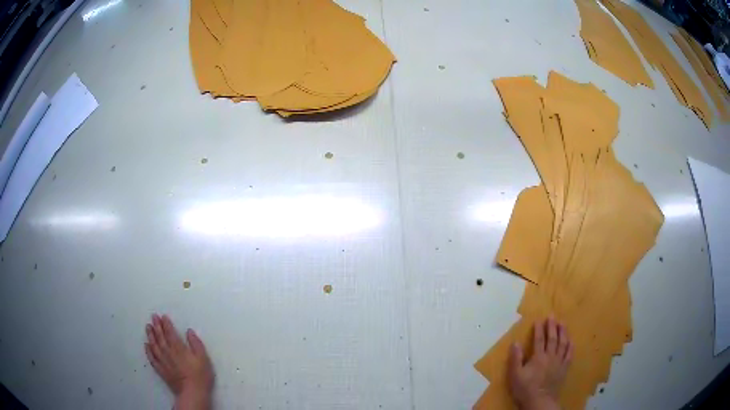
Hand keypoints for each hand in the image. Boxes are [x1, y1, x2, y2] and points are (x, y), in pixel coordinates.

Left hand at [145, 314, 213, 409]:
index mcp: (178, 347)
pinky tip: (146, 345)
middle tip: (153, 317)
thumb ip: (196, 343)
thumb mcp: (203, 358)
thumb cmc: (200, 375)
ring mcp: (162, 361)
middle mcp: (168, 351)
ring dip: (150, 335)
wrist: (192, 392)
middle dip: (156, 326)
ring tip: (148, 327)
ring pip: (154, 345)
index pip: (170, 332)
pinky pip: (152, 358)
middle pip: (160, 336)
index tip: (162, 316)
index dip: (166, 323)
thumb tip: (189, 331)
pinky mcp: (160, 370)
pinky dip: (148, 350)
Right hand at [508, 318, 571, 409]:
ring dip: (563, 332)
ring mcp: (559, 362)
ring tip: (563, 323)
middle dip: (552, 326)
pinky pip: (569, 355)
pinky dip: (570, 346)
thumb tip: (516, 343)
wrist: (540, 402)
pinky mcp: (564, 369)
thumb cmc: (525, 389)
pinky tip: (571, 341)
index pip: (539, 340)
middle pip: (552, 339)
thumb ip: (515, 359)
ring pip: (563, 344)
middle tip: (552, 316)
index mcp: (538, 357)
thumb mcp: (515, 376)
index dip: (539, 329)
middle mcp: (550, 356)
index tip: (539, 319)